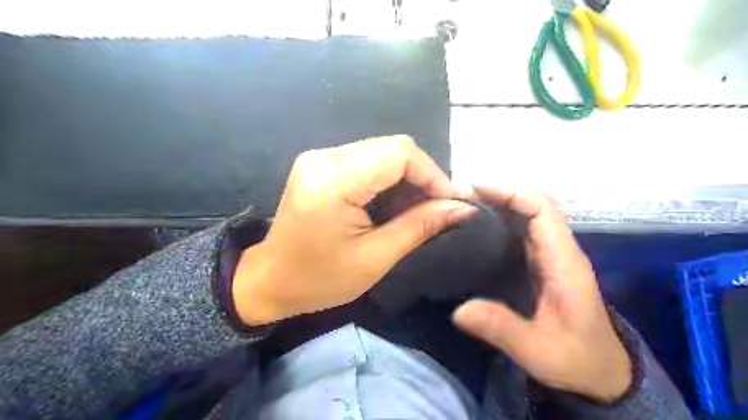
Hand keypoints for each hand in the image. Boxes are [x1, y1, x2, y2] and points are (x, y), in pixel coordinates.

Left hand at [231, 136, 474, 325]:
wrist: (269, 280)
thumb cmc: (319, 279)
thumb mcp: (375, 258)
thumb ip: (420, 226)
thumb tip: (463, 208)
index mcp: (333, 180)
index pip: (399, 153)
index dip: (432, 174)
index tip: (451, 203)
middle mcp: (324, 157)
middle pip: (392, 147)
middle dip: (422, 176)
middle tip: (437, 209)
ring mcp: (320, 157)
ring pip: (382, 152)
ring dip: (406, 178)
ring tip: (418, 209)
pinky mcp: (320, 164)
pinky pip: (367, 160)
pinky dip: (388, 179)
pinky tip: (393, 203)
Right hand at [449, 187, 629, 403]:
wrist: (601, 373)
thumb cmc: (576, 360)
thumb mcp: (539, 352)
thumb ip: (502, 329)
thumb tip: (459, 310)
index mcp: (564, 263)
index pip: (544, 211)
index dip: (513, 193)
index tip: (478, 188)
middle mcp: (559, 251)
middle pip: (535, 205)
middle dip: (501, 191)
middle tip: (462, 192)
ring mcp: (550, 255)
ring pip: (528, 214)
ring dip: (499, 201)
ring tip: (465, 200)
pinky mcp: (541, 263)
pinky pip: (521, 229)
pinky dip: (500, 217)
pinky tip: (477, 222)